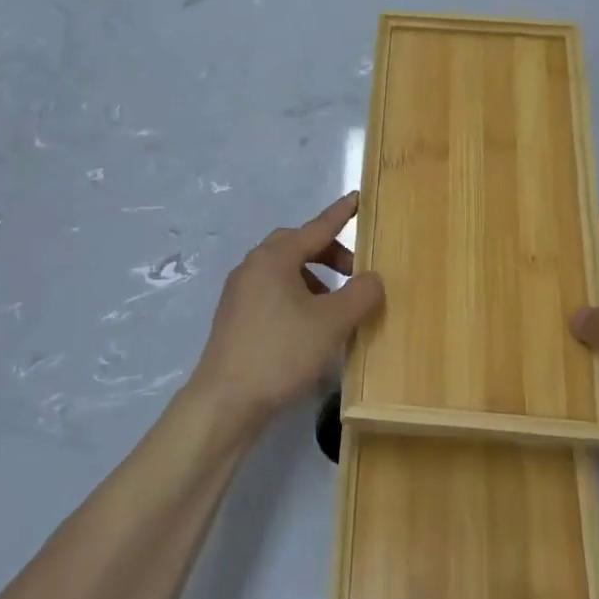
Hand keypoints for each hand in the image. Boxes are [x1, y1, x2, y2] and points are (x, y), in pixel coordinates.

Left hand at [186, 192, 384, 422]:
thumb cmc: (281, 352)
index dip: (341, 214)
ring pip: (284, 271)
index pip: (316, 227)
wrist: (225, 400)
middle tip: (355, 272)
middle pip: (297, 246)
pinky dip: (296, 296)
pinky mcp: (235, 317)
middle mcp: (253, 266)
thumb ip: (360, 294)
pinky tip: (309, 326)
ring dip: (313, 278)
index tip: (358, 198)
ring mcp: (239, 292)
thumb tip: (372, 278)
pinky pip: (272, 293)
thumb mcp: (332, 323)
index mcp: (274, 258)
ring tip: (335, 305)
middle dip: (329, 253)